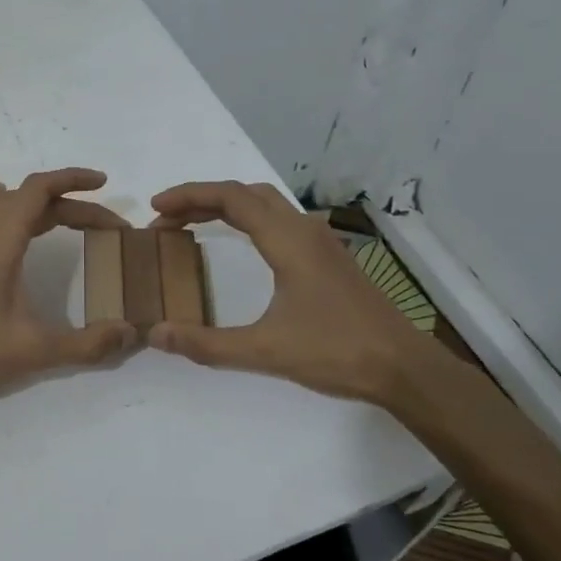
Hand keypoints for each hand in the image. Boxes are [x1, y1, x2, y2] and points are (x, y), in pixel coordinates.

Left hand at [0, 168, 137, 411]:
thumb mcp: (33, 350)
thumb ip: (85, 343)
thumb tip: (130, 332)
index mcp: (1, 240)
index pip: (40, 189)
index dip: (74, 179)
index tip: (105, 183)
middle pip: (31, 197)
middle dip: (73, 203)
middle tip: (108, 226)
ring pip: (10, 205)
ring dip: (45, 207)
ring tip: (76, 220)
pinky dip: (17, 211)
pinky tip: (17, 222)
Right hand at [148, 181, 437, 410]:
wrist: (405, 367)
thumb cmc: (337, 352)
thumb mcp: (266, 351)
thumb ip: (207, 344)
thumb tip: (156, 333)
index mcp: (287, 240)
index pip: (230, 198)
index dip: (188, 196)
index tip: (155, 208)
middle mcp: (303, 229)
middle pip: (246, 193)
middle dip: (202, 198)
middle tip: (167, 217)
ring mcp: (321, 241)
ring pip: (266, 204)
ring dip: (226, 206)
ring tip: (193, 225)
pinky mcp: (329, 258)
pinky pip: (279, 220)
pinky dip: (248, 219)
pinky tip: (241, 243)